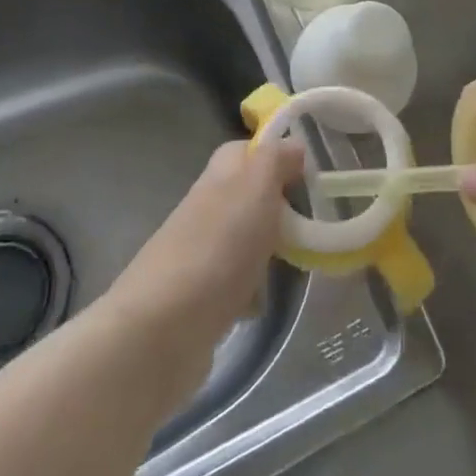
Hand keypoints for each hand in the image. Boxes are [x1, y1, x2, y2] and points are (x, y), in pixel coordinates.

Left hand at [107, 139, 303, 347]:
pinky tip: (264, 301)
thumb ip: (277, 160)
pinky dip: (253, 291)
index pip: (249, 151)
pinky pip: (238, 282)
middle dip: (281, 209)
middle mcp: (208, 206)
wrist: (162, 330)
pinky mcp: (201, 296)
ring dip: (270, 250)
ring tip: (299, 262)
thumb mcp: (257, 187)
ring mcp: (202, 252)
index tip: (312, 175)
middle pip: (251, 197)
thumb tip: (294, 144)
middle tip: (313, 223)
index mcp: (220, 175)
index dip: (278, 157)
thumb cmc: (218, 246)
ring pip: (247, 239)